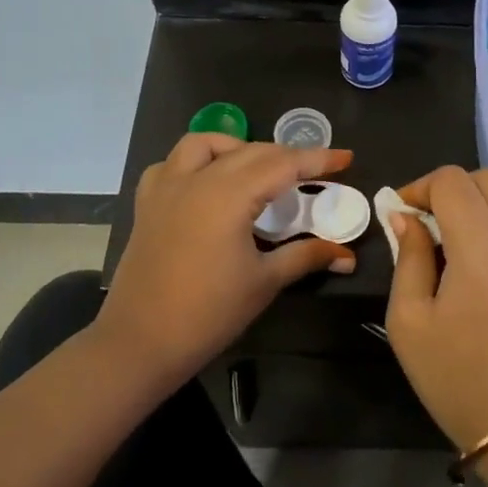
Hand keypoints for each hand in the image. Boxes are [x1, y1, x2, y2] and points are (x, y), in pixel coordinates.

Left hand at [101, 134, 355, 394]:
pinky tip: (207, 182)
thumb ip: (306, 256)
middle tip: (315, 172)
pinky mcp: (147, 204)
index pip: (283, 165)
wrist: (140, 342)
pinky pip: (170, 164)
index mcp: (229, 196)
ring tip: (258, 170)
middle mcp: (197, 180)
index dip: (318, 159)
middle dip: (286, 155)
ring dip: (237, 147)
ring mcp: (166, 188)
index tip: (346, 158)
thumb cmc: (209, 313)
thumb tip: (346, 254)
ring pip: (204, 144)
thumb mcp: (265, 282)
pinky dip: (195, 162)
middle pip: (250, 151)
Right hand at [383, 166, 487, 455]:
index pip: (452, 180)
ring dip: (474, 207)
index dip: (420, 187)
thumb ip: (408, 258)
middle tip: (423, 222)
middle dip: (451, 188)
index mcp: (482, 244)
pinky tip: (472, 269)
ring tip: (444, 247)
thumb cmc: (459, 378)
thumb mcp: (410, 321)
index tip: (399, 214)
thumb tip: (406, 219)